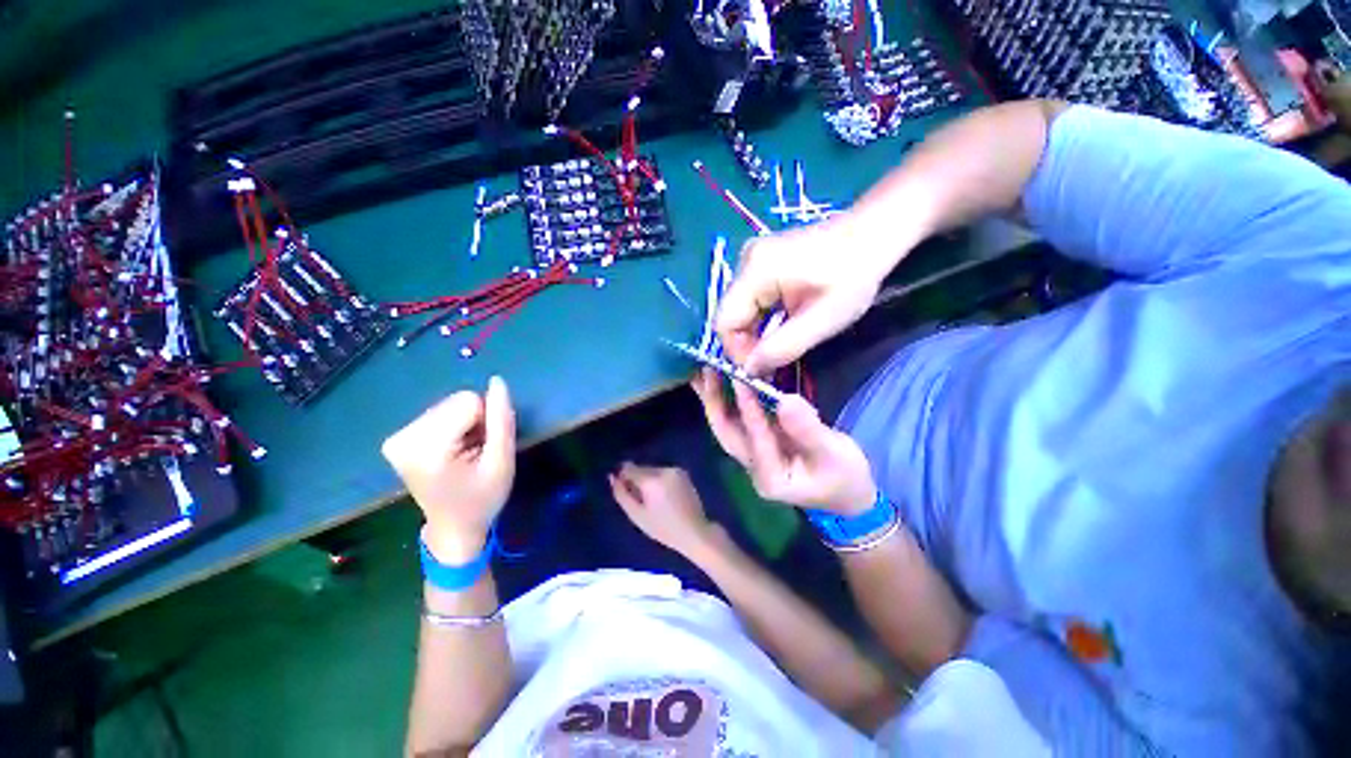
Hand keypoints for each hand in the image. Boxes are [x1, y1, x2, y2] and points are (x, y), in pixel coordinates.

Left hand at [381, 377, 515, 562]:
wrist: (454, 527)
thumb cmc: (483, 498)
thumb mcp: (502, 461)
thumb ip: (502, 420)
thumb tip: (497, 381)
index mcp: (427, 448)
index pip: (468, 401)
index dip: (487, 421)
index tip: (484, 447)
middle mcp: (403, 438)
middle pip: (456, 400)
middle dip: (474, 421)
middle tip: (475, 452)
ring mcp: (396, 438)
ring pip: (449, 404)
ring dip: (465, 424)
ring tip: (464, 454)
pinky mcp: (397, 439)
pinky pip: (438, 413)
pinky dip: (452, 427)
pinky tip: (451, 451)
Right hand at [609, 463, 716, 556]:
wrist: (694, 531)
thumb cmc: (663, 528)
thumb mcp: (636, 515)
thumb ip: (621, 494)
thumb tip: (612, 476)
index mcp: (652, 480)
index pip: (629, 468)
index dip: (623, 477)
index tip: (625, 491)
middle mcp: (664, 469)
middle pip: (641, 469)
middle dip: (637, 480)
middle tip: (640, 501)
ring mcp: (675, 469)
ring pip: (653, 470)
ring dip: (649, 480)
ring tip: (654, 501)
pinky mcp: (683, 472)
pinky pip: (664, 472)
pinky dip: (660, 480)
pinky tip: (665, 497)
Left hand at [692, 369, 874, 513]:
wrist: (850, 497)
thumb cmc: (845, 479)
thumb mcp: (834, 455)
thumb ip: (809, 430)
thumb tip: (786, 400)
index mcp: (771, 477)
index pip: (755, 437)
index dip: (747, 406)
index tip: (739, 377)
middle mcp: (754, 468)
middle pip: (726, 433)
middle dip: (714, 402)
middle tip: (705, 370)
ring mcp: (754, 457)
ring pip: (728, 426)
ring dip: (715, 400)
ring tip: (704, 372)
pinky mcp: (759, 445)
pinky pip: (738, 421)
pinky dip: (728, 401)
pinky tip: (722, 382)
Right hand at [716, 220, 892, 373]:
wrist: (873, 234)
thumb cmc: (853, 276)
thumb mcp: (822, 320)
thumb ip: (781, 348)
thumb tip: (749, 369)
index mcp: (755, 271)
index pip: (724, 323)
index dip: (737, 352)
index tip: (763, 369)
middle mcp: (744, 262)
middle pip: (730, 317)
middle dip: (746, 346)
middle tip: (772, 365)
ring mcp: (751, 260)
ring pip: (739, 312)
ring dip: (754, 335)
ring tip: (780, 347)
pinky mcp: (760, 263)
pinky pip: (749, 302)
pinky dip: (760, 321)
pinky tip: (781, 327)